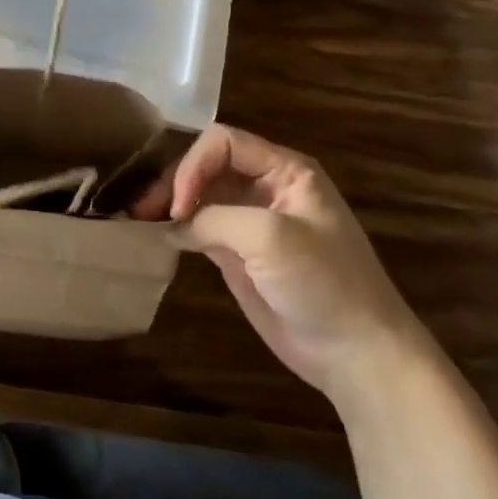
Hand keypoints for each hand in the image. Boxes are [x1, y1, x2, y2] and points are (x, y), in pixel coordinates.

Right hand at [135, 125, 428, 404]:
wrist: (357, 356)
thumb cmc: (323, 283)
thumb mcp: (271, 237)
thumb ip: (216, 217)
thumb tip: (174, 224)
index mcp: (285, 170)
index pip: (223, 142)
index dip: (194, 165)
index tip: (180, 205)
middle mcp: (265, 187)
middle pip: (206, 165)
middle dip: (174, 181)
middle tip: (144, 211)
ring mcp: (250, 221)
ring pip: (198, 195)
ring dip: (169, 202)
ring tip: (140, 220)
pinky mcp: (238, 253)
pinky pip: (199, 228)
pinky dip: (175, 228)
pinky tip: (155, 236)